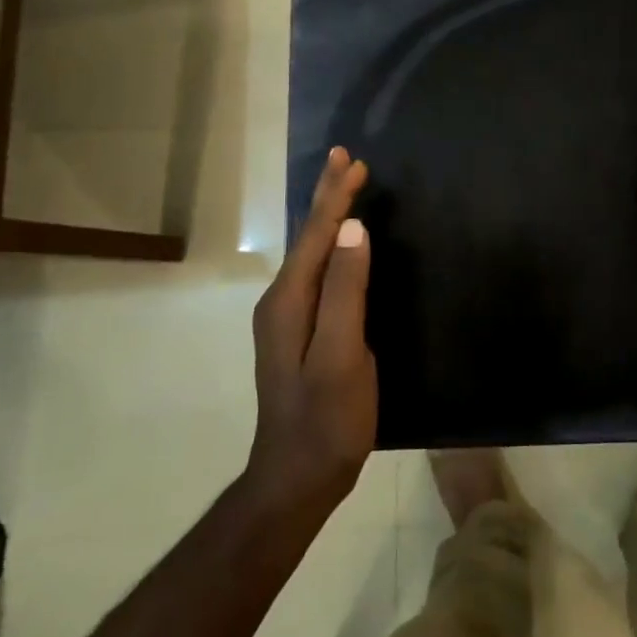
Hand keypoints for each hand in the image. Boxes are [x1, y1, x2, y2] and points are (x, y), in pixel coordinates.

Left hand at [246, 148, 375, 513]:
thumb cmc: (327, 419)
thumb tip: (352, 229)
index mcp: (290, 300)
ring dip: (328, 217)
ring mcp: (287, 318)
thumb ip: (345, 291)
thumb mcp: (342, 355)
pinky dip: (330, 244)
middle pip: (307, 237)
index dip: (336, 196)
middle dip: (326, 196)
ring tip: (343, 187)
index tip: (354, 161)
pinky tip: (339, 243)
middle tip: (342, 157)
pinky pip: (316, 271)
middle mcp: (282, 301)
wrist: (296, 478)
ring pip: (310, 252)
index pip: (316, 234)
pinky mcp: (299, 331)